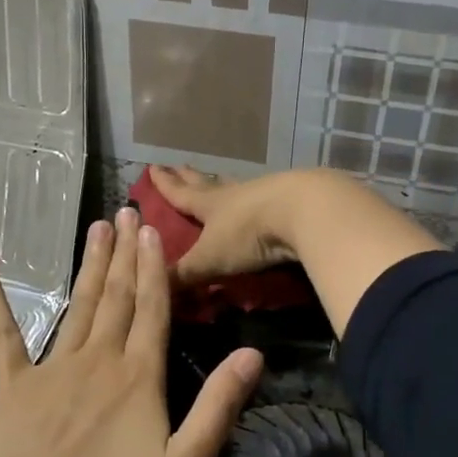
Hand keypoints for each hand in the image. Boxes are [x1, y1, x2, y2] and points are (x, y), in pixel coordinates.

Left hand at [0, 206, 263, 456]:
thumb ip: (218, 407)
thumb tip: (253, 354)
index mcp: (138, 376)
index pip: (153, 309)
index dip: (156, 268)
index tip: (153, 229)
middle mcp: (97, 359)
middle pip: (117, 296)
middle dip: (125, 253)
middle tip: (125, 211)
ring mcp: (51, 369)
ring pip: (78, 306)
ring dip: (90, 266)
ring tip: (96, 228)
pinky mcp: (12, 387)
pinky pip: (4, 337)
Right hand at [149, 163, 442, 338]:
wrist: (304, 212)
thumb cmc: (249, 233)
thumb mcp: (211, 258)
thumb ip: (184, 276)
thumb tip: (154, 291)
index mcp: (210, 204)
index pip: (181, 193)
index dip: (165, 185)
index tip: (153, 167)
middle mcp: (234, 194)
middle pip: (208, 184)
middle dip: (191, 177)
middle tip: (179, 165)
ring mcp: (264, 195)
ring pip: (238, 187)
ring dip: (224, 186)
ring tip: (218, 181)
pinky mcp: (291, 202)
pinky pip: (265, 200)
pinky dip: (256, 200)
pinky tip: (260, 202)